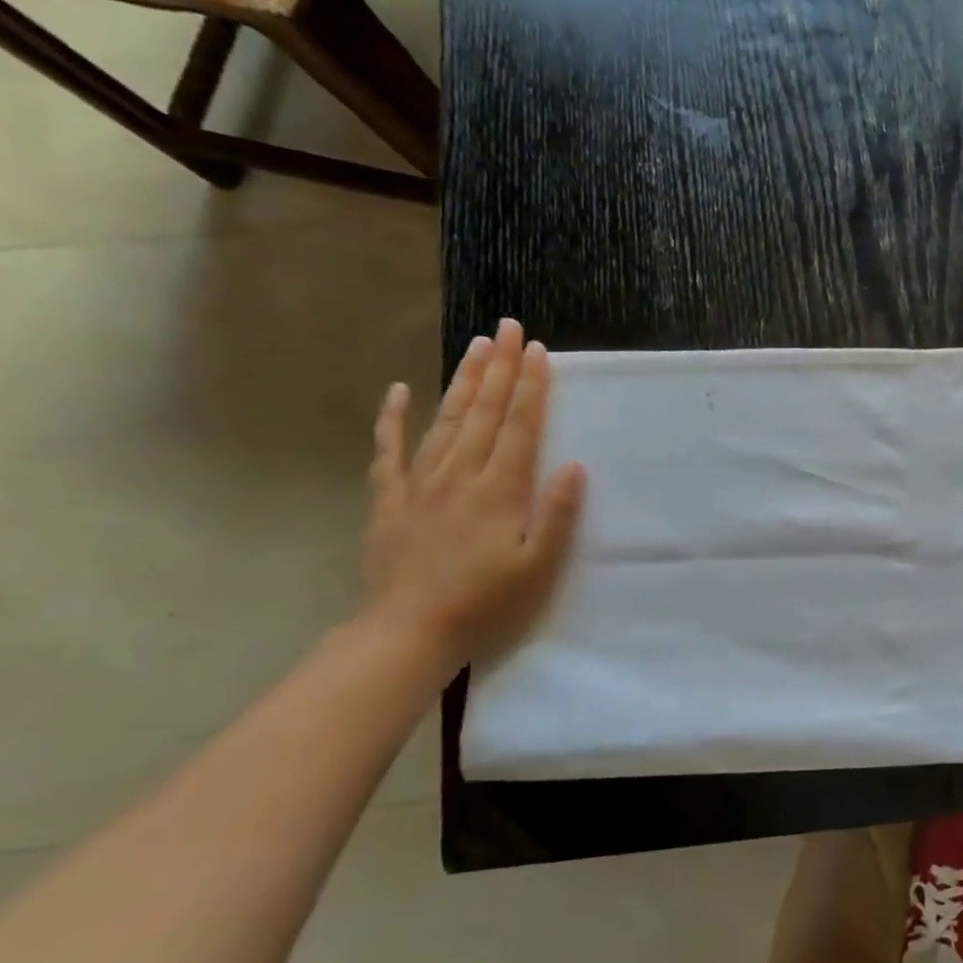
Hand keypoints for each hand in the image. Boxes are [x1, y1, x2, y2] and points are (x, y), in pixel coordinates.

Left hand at [361, 318, 587, 672]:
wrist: (407, 634)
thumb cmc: (486, 604)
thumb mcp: (538, 568)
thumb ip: (556, 514)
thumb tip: (573, 465)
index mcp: (499, 491)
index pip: (520, 428)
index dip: (532, 388)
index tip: (538, 351)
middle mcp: (460, 477)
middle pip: (484, 413)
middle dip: (500, 369)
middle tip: (508, 328)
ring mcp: (421, 485)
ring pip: (445, 422)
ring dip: (463, 382)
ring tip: (476, 347)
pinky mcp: (390, 501)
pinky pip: (389, 452)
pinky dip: (392, 419)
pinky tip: (398, 391)